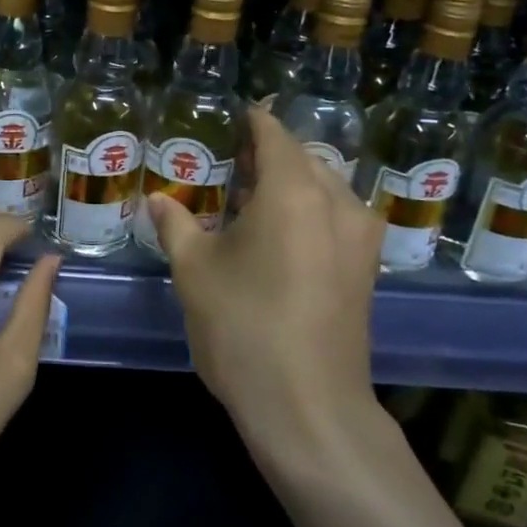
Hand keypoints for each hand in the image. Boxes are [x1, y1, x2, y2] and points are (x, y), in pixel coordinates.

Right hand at [147, 110, 385, 466]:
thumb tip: (159, 199)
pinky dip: (308, 210)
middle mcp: (337, 201)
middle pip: (302, 158)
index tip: (226, 119)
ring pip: (324, 187)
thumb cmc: (243, 327)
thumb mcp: (194, 271)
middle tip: (227, 164)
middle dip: (267, 155)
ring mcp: (360, 236)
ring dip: (290, 183)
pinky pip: (336, 216)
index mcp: (294, 191)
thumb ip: (176, 224)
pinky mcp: (367, 268)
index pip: (273, 135)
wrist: (308, 407)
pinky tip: (277, 235)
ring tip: (249, 200)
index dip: (250, 122)